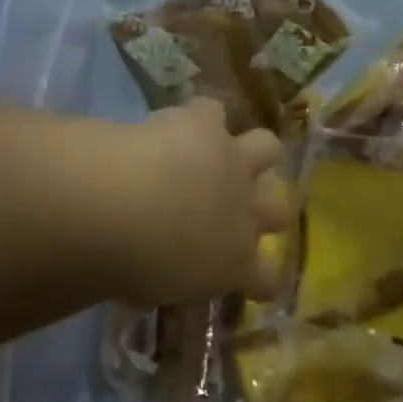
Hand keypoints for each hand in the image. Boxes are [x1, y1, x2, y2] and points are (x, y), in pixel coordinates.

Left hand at [108, 98, 291, 304]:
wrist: (123, 204)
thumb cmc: (131, 266)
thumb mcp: (155, 291)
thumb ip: (172, 281)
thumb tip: (165, 278)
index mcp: (235, 264)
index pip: (267, 278)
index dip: (263, 278)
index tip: (252, 277)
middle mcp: (245, 211)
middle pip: (278, 209)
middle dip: (266, 208)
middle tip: (236, 208)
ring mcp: (232, 162)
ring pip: (268, 147)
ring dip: (253, 151)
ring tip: (226, 152)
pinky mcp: (206, 123)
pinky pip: (213, 111)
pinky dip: (200, 116)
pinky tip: (182, 121)